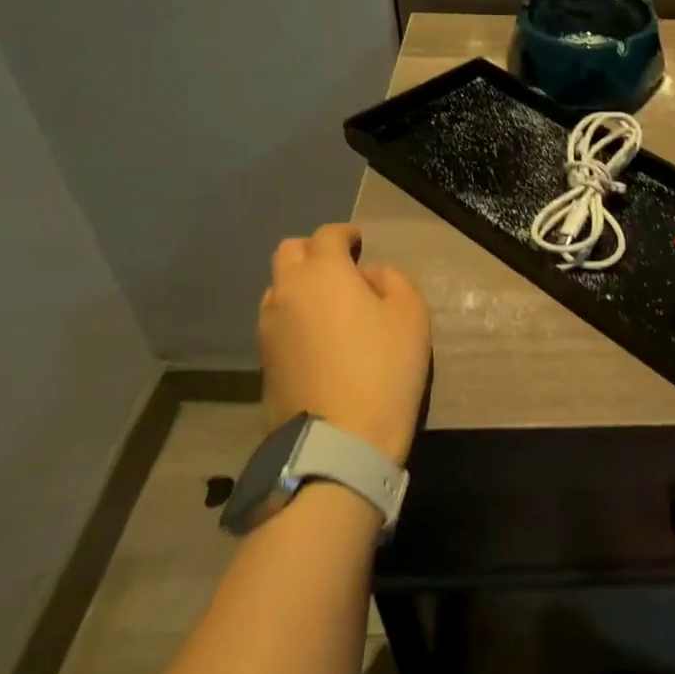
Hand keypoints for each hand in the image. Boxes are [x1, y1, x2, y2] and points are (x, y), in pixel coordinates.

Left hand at [257, 224, 430, 465]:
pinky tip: (319, 334)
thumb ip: (392, 280)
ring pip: (279, 287)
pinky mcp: (263, 359)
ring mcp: (268, 327)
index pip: (327, 235)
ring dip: (302, 284)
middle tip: (343, 267)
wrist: (339, 439)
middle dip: (315, 251)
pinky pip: (278, 319)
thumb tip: (368, 276)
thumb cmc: (384, 368)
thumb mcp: (411, 314)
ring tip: (331, 304)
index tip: (360, 241)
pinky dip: (296, 314)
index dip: (346, 233)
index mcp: (323, 273)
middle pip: (289, 252)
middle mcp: (286, 291)